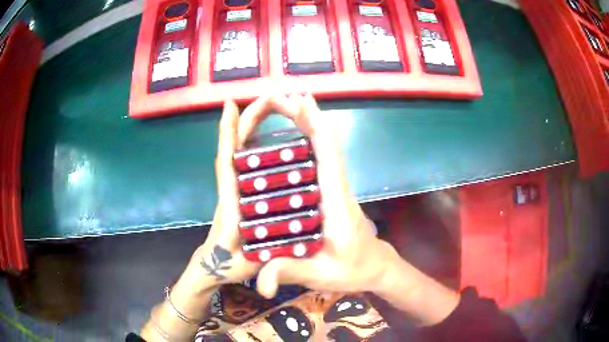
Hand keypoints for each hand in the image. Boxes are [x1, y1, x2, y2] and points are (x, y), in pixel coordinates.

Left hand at [141, 100, 261, 340]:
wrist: (214, 267)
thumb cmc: (229, 267)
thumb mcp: (248, 265)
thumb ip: (262, 259)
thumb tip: (282, 253)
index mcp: (232, 204)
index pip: (228, 163)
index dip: (228, 134)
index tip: (231, 106)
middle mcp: (232, 190)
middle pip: (235, 148)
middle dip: (247, 120)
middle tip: (268, 98)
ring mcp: (235, 189)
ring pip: (240, 151)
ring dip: (250, 126)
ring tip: (270, 107)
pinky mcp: (239, 192)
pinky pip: (245, 161)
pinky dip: (250, 142)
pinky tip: (265, 133)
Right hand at [235, 94, 402, 297]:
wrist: (375, 267)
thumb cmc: (353, 268)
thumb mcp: (321, 274)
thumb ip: (291, 272)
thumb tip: (260, 283)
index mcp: (337, 200)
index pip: (328, 155)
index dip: (315, 125)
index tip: (301, 101)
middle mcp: (337, 186)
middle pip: (324, 143)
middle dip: (306, 116)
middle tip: (282, 97)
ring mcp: (334, 187)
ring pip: (322, 147)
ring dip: (306, 123)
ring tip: (285, 105)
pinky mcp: (330, 192)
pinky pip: (319, 159)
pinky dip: (308, 140)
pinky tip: (294, 133)